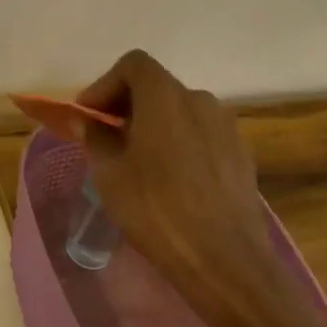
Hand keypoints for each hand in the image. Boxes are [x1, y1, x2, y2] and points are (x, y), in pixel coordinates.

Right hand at [77, 50, 284, 326]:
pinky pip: (201, 136)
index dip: (106, 84)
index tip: (90, 115)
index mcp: (165, 96)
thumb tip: (84, 120)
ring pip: (180, 113)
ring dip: (155, 126)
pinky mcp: (241, 155)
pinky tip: (172, 181)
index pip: (133, 65)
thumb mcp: (110, 173)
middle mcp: (199, 100)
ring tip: (139, 162)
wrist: (226, 262)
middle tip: (107, 139)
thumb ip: (95, 137)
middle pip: (157, 87)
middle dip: (128, 106)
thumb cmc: (156, 209)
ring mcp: (226, 127)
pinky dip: (180, 144)